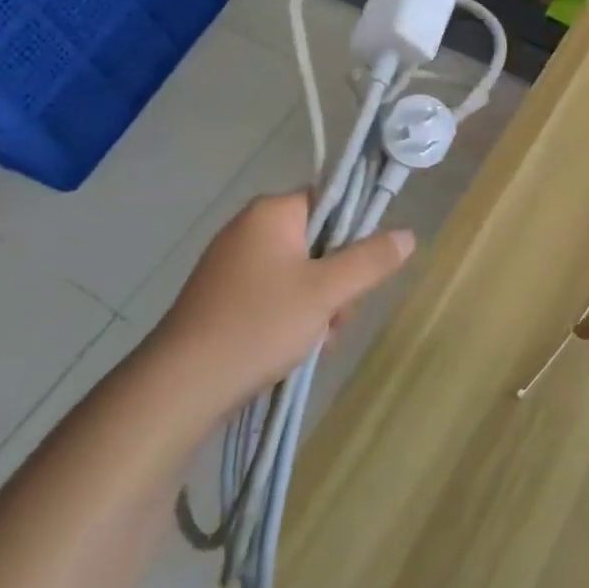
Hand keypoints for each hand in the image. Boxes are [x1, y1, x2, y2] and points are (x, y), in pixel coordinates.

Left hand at [149, 191, 413, 424]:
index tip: (364, 270)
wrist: (181, 386)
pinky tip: (297, 347)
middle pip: (321, 241)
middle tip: (338, 316)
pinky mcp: (225, 297)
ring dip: (321, 304)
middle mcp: (250, 229)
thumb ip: (371, 260)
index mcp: (271, 213)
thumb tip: (408, 235)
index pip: (332, 201)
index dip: (355, 233)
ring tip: (316, 340)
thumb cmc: (259, 325)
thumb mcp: (327, 292)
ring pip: (302, 272)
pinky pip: (277, 293)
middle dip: (339, 281)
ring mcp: (234, 264)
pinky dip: (294, 315)